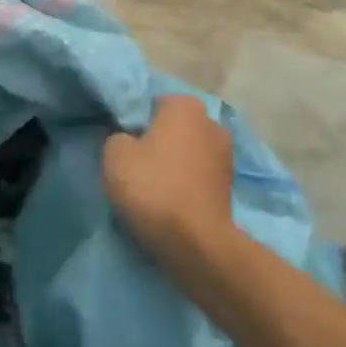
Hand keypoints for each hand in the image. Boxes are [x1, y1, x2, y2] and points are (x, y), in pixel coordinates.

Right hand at [104, 94, 234, 258]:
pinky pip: (198, 176)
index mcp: (185, 105)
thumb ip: (118, 137)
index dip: (135, 124)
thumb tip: (128, 141)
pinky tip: (172, 203)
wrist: (196, 241)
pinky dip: (187, 185)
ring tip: (154, 189)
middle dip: (158, 142)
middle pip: (173, 128)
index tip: (124, 146)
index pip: (152, 104)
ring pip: (188, 152)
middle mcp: (211, 121)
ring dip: (174, 164)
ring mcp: (226, 153)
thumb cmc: (153, 186)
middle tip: (136, 167)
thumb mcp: (114, 155)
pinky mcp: (231, 185)